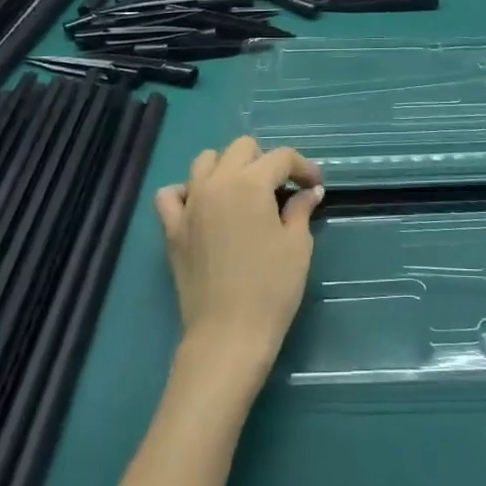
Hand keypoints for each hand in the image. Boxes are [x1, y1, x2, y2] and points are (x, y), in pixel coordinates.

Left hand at [154, 137, 323, 387]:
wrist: (228, 336)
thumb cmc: (271, 289)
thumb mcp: (297, 246)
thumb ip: (301, 209)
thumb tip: (309, 191)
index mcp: (251, 183)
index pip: (281, 157)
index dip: (303, 167)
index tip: (315, 186)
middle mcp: (217, 183)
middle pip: (241, 148)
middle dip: (265, 160)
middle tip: (280, 189)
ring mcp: (190, 204)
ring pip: (205, 161)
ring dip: (227, 168)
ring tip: (242, 193)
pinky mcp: (172, 228)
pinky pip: (171, 194)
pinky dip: (186, 192)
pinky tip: (202, 207)